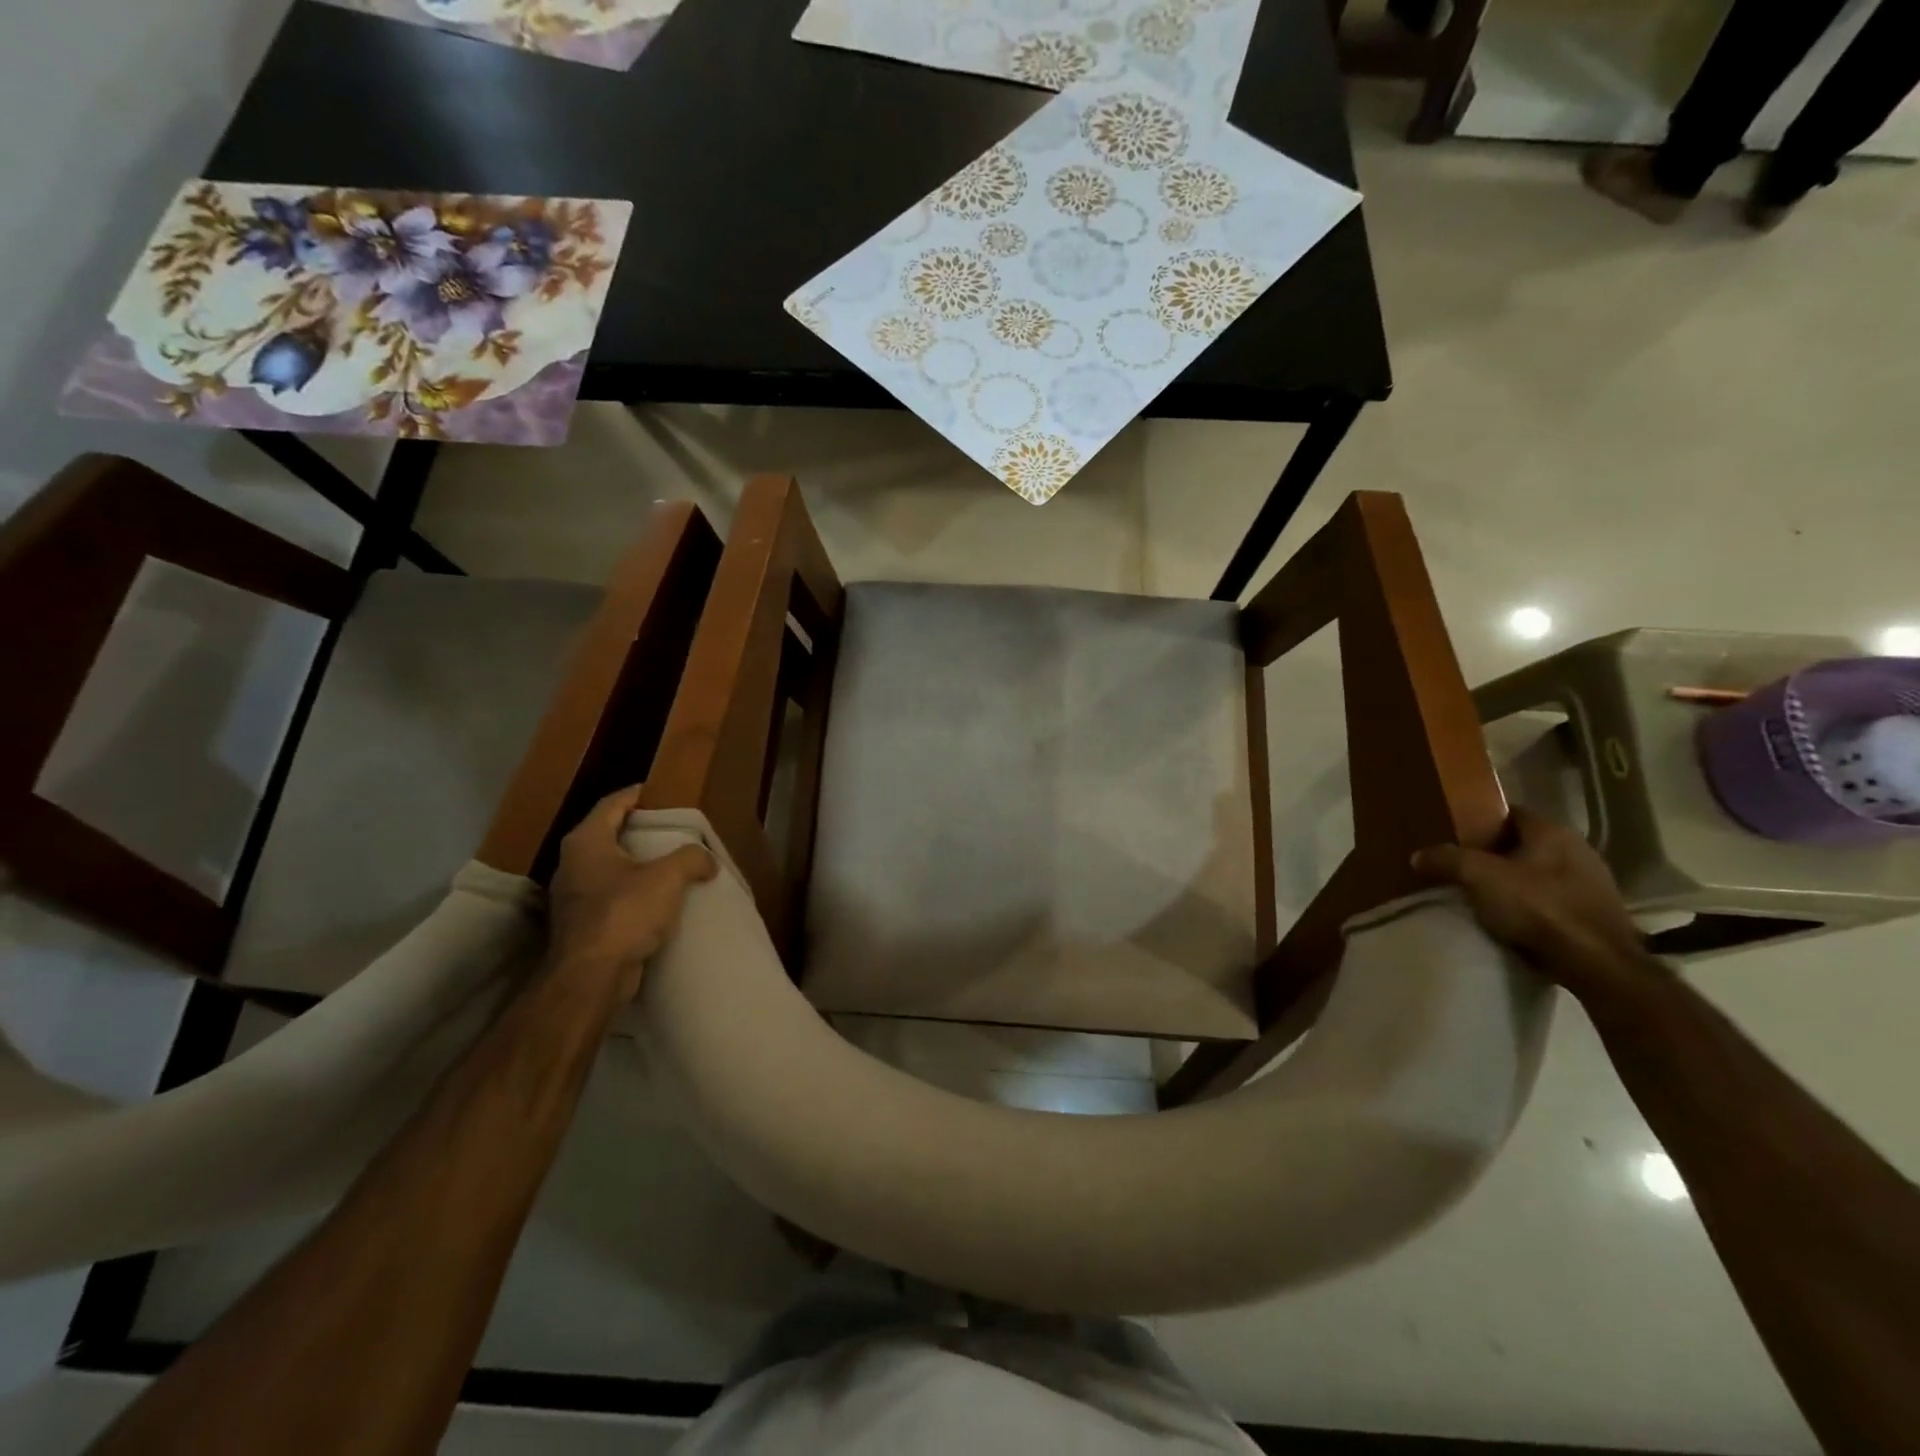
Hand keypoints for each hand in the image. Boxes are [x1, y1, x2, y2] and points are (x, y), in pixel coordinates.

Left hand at [547, 786, 716, 999]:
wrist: (591, 977)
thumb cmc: (625, 914)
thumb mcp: (669, 877)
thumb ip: (692, 858)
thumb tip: (707, 860)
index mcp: (587, 842)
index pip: (611, 805)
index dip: (634, 795)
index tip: (655, 792)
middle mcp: (571, 864)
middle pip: (605, 834)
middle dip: (634, 830)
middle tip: (666, 828)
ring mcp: (571, 897)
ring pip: (605, 868)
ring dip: (632, 864)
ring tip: (664, 864)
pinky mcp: (579, 925)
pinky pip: (608, 896)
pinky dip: (629, 891)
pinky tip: (653, 900)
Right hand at [1414, 806, 1667, 1008]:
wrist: (1598, 965)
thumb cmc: (1539, 908)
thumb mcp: (1478, 877)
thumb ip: (1445, 859)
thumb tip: (1418, 856)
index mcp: (1553, 831)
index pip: (1510, 813)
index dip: (1480, 821)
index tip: (1454, 835)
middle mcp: (1578, 849)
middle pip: (1524, 844)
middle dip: (1494, 853)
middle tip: (1463, 866)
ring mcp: (1593, 882)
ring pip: (1540, 872)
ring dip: (1515, 881)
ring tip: (1484, 895)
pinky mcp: (1597, 913)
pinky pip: (1554, 898)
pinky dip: (1533, 904)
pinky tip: (1514, 919)